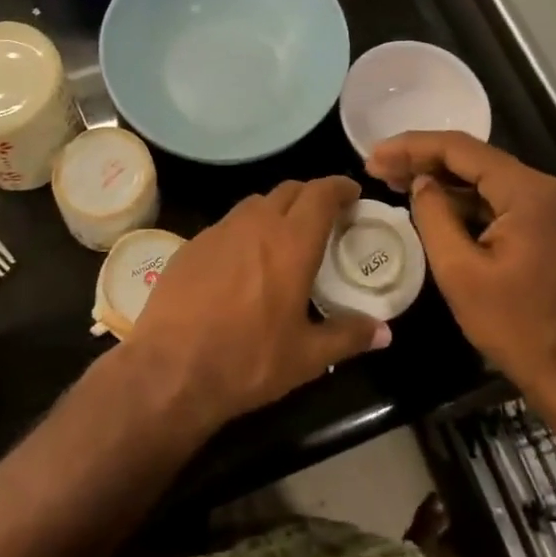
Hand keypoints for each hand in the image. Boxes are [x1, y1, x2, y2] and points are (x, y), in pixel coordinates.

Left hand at [125, 178, 390, 437]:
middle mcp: (256, 223)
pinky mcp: (192, 244)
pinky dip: (245, 231)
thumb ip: (348, 336)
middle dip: (310, 195)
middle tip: (324, 217)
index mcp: (291, 242)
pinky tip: (243, 262)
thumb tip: (384, 332)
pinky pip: (228, 225)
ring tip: (285, 237)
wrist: (170, 369)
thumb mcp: (306, 357)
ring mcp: (219, 230)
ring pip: (256, 203)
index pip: (321, 193)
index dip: (339, 187)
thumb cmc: (248, 360)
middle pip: (289, 190)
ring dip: (276, 210)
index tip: (352, 194)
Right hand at [366, 132, 555, 413]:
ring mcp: (546, 206)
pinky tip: (429, 203)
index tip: (372, 156)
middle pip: (471, 158)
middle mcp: (541, 187)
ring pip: (482, 178)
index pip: (459, 148)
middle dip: (422, 159)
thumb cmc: (518, 327)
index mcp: (526, 190)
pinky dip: (460, 199)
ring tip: (392, 180)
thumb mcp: (460, 272)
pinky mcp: (543, 226)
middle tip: (376, 166)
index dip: (411, 147)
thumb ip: (434, 216)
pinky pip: (494, 200)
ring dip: (439, 178)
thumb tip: (420, 183)